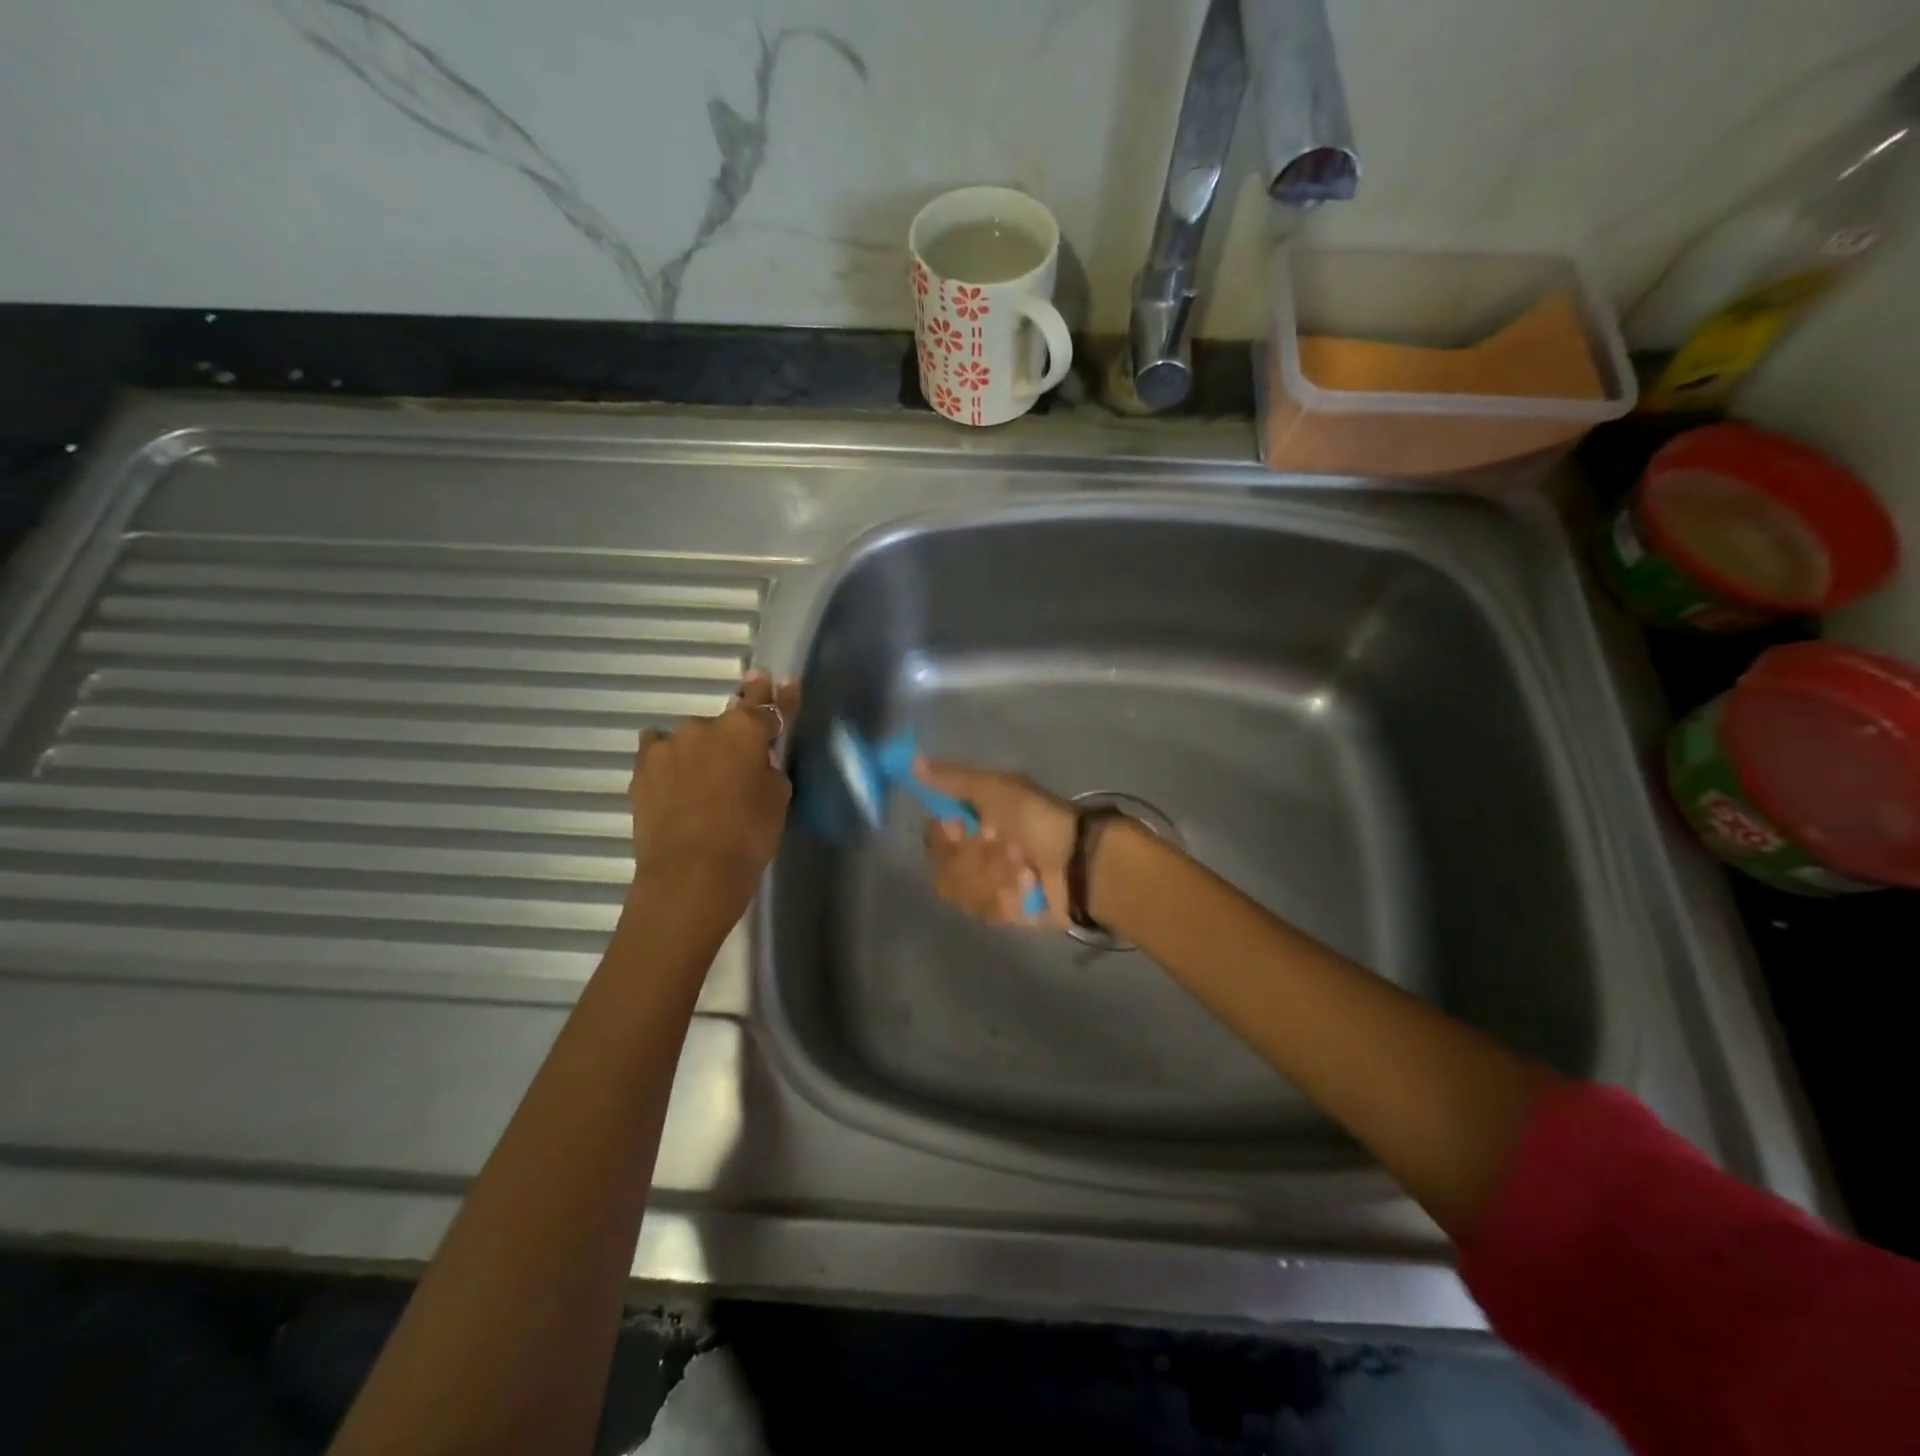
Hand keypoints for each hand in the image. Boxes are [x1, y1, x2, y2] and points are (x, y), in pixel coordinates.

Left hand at [629, 670, 797, 924]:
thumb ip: (768, 766)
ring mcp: (669, 744)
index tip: (782, 683)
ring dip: (701, 750)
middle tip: (740, 762)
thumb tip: (757, 758)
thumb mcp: (777, 798)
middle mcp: (705, 725)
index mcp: (745, 729)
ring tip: (703, 781)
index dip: (777, 697)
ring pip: (692, 738)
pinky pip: (658, 749)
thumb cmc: (748, 835)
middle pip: (727, 721)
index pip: (767, 704)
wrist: (691, 873)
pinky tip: (672, 775)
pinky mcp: (642, 767)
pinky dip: (668, 758)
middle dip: (735, 735)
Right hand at [916, 760, 1074, 928]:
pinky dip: (1009, 895)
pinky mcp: (1004, 913)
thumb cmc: (1037, 819)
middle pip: (944, 868)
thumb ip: (953, 780)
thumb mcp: (996, 789)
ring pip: (962, 891)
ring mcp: (989, 886)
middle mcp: (977, 854)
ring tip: (1024, 866)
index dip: (943, 835)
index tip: (961, 827)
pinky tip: (1030, 885)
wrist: (1079, 862)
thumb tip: (913, 763)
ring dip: (994, 875)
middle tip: (1003, 846)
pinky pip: (985, 911)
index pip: (934, 835)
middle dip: (975, 858)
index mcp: (974, 822)